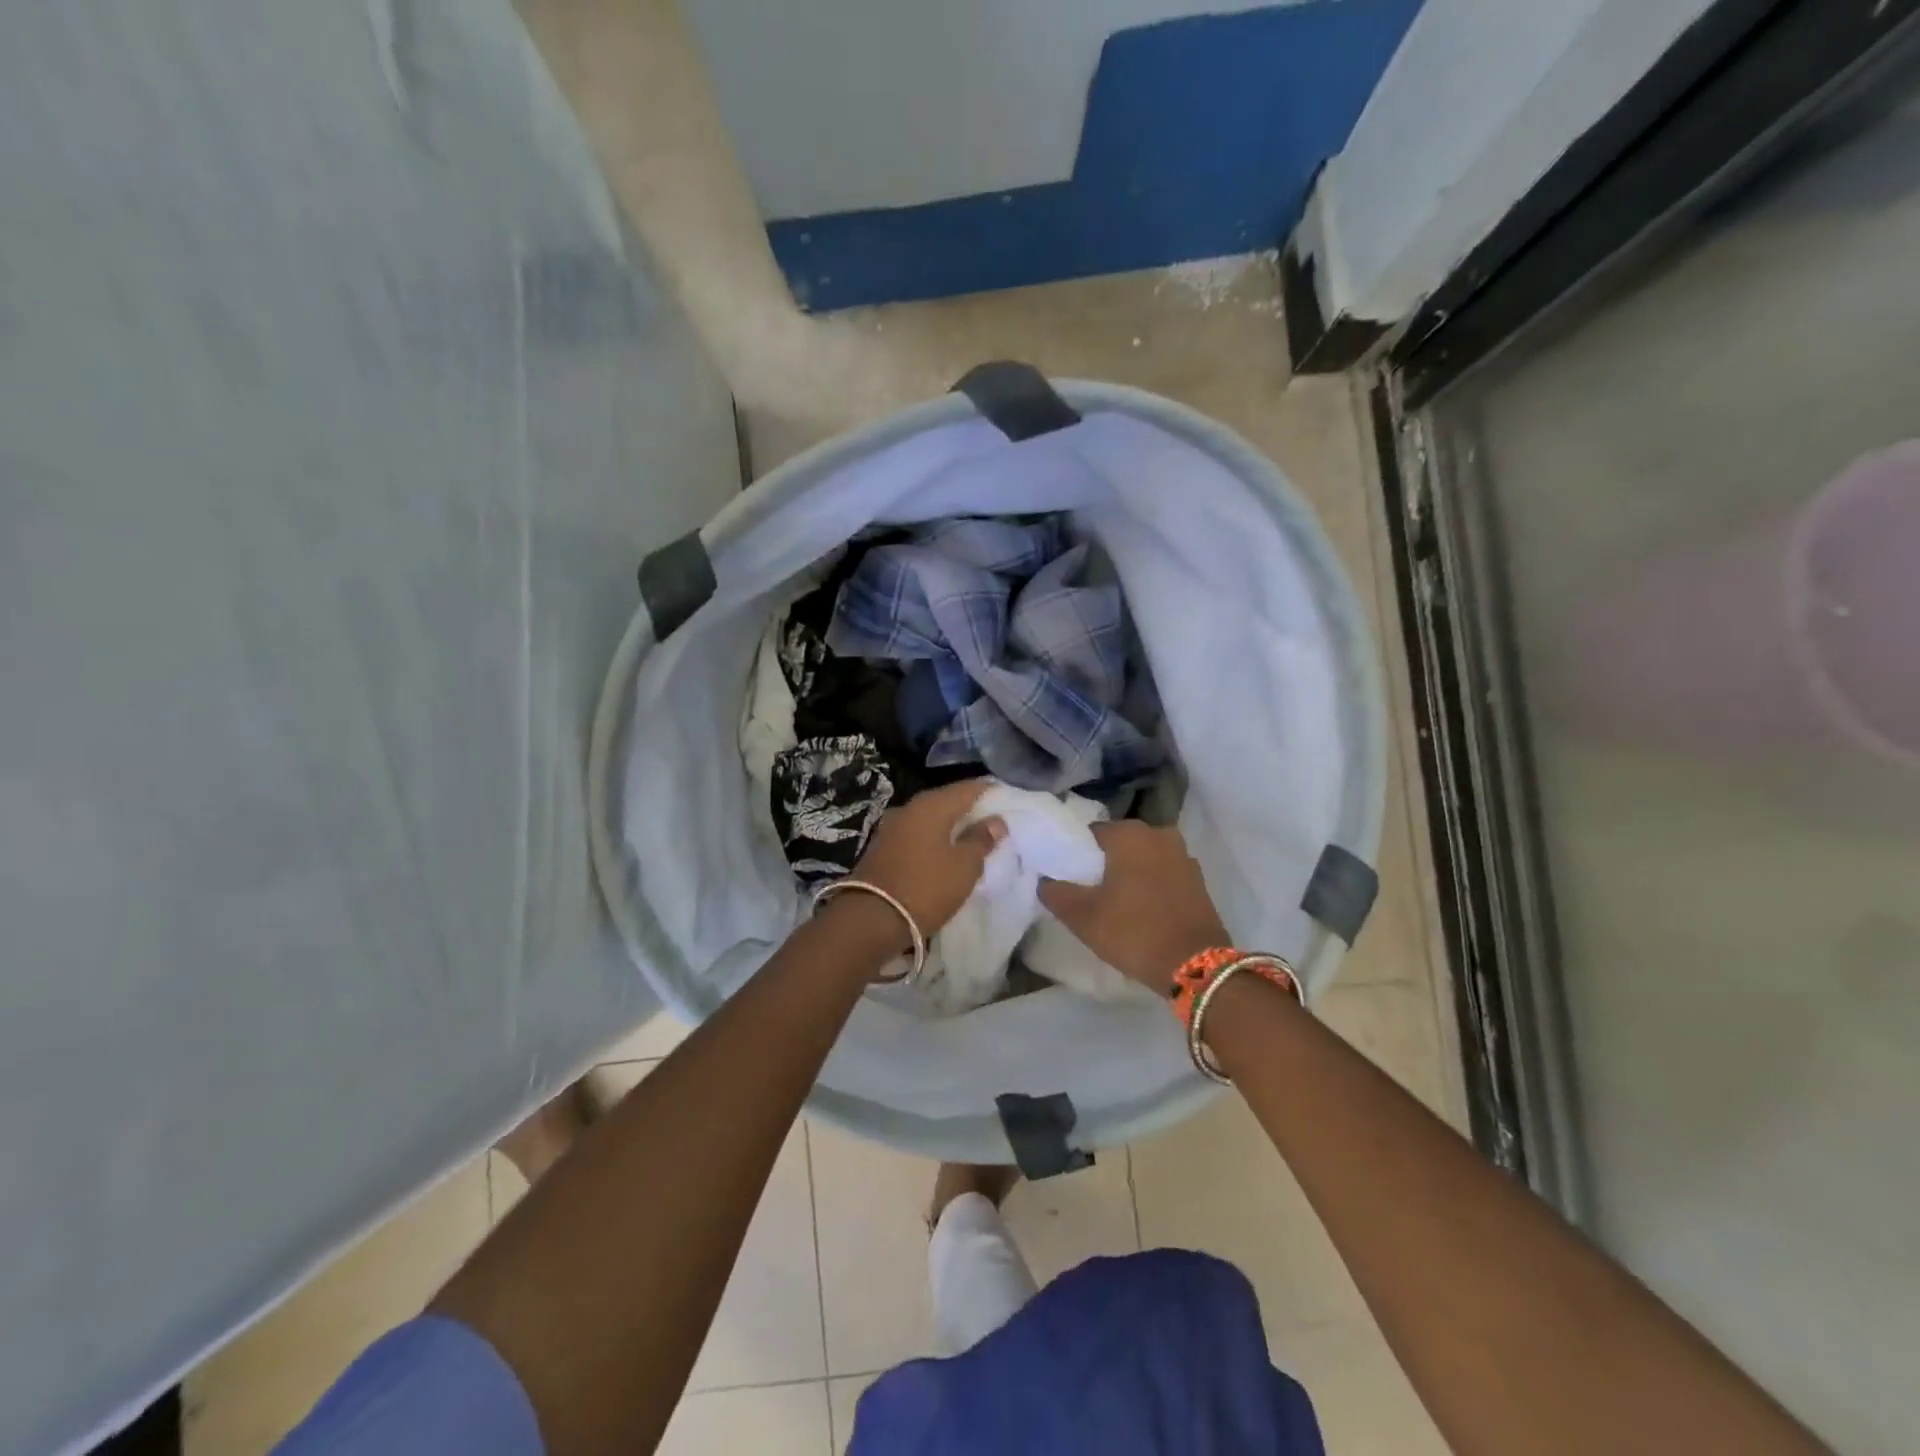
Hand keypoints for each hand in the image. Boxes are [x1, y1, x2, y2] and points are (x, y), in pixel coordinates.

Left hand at [850, 780, 1006, 940]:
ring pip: (930, 819)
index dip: (990, 791)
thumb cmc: (926, 888)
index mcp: (932, 805)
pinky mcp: (883, 848)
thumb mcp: (964, 866)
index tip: (1008, 799)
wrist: (870, 919)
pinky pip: (917, 835)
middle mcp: (910, 808)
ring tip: (972, 838)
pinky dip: (934, 839)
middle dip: (970, 809)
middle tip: (993, 821)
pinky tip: (945, 851)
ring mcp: (892, 828)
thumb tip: (995, 821)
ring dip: (950, 826)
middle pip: (947, 801)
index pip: (968, 788)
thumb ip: (981, 840)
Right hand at [1038, 822, 1229, 989]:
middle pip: (1118, 844)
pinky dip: (1150, 884)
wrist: (1196, 966)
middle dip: (1103, 862)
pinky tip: (1139, 908)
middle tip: (1086, 891)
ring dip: (1128, 873)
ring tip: (1112, 901)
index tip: (1067, 877)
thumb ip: (1055, 892)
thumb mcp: (1082, 916)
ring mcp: (1183, 856)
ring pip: (1143, 858)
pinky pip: (1163, 873)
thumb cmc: (1133, 931)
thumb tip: (1044, 879)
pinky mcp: (1197, 880)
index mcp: (1129, 834)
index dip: (1075, 853)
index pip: (1090, 833)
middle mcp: (1158, 834)